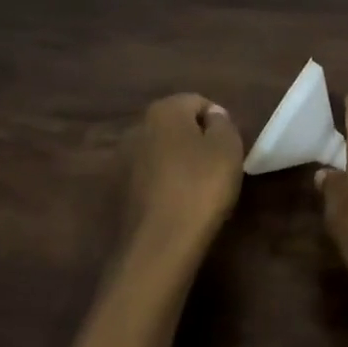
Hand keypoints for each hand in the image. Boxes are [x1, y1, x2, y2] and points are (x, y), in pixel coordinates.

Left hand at [122, 94, 242, 263]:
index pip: (198, 102)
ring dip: (178, 163)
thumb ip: (222, 123)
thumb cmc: (201, 187)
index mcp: (163, 110)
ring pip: (161, 152)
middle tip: (217, 167)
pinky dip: (163, 185)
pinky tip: (178, 205)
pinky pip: (149, 178)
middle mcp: (137, 128)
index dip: (218, 122)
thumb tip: (212, 117)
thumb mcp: (228, 148)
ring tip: (198, 189)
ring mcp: (122, 161)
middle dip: (196, 140)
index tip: (229, 149)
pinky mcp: (117, 191)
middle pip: (176, 126)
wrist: (160, 244)